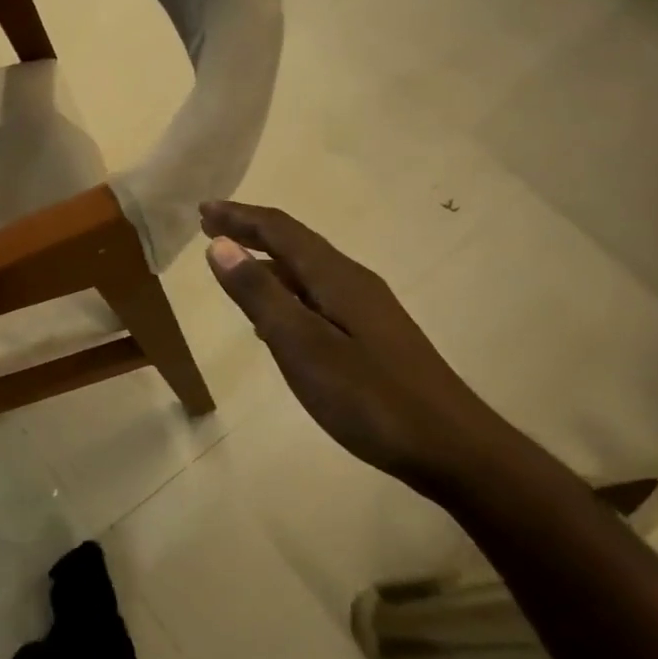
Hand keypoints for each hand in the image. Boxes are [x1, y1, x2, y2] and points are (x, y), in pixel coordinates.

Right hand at [200, 200, 503, 495]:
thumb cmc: (370, 398)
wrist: (454, 449)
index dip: (239, 216)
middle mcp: (352, 282)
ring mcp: (367, 310)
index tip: (203, 209)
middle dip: (250, 231)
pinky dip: (285, 291)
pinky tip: (274, 317)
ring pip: (307, 271)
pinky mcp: (372, 337)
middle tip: (209, 226)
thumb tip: (220, 245)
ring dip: (267, 261)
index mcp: (335, 277)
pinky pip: (317, 297)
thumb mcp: (302, 346)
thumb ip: (259, 294)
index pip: (280, 230)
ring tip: (232, 264)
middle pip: (295, 244)